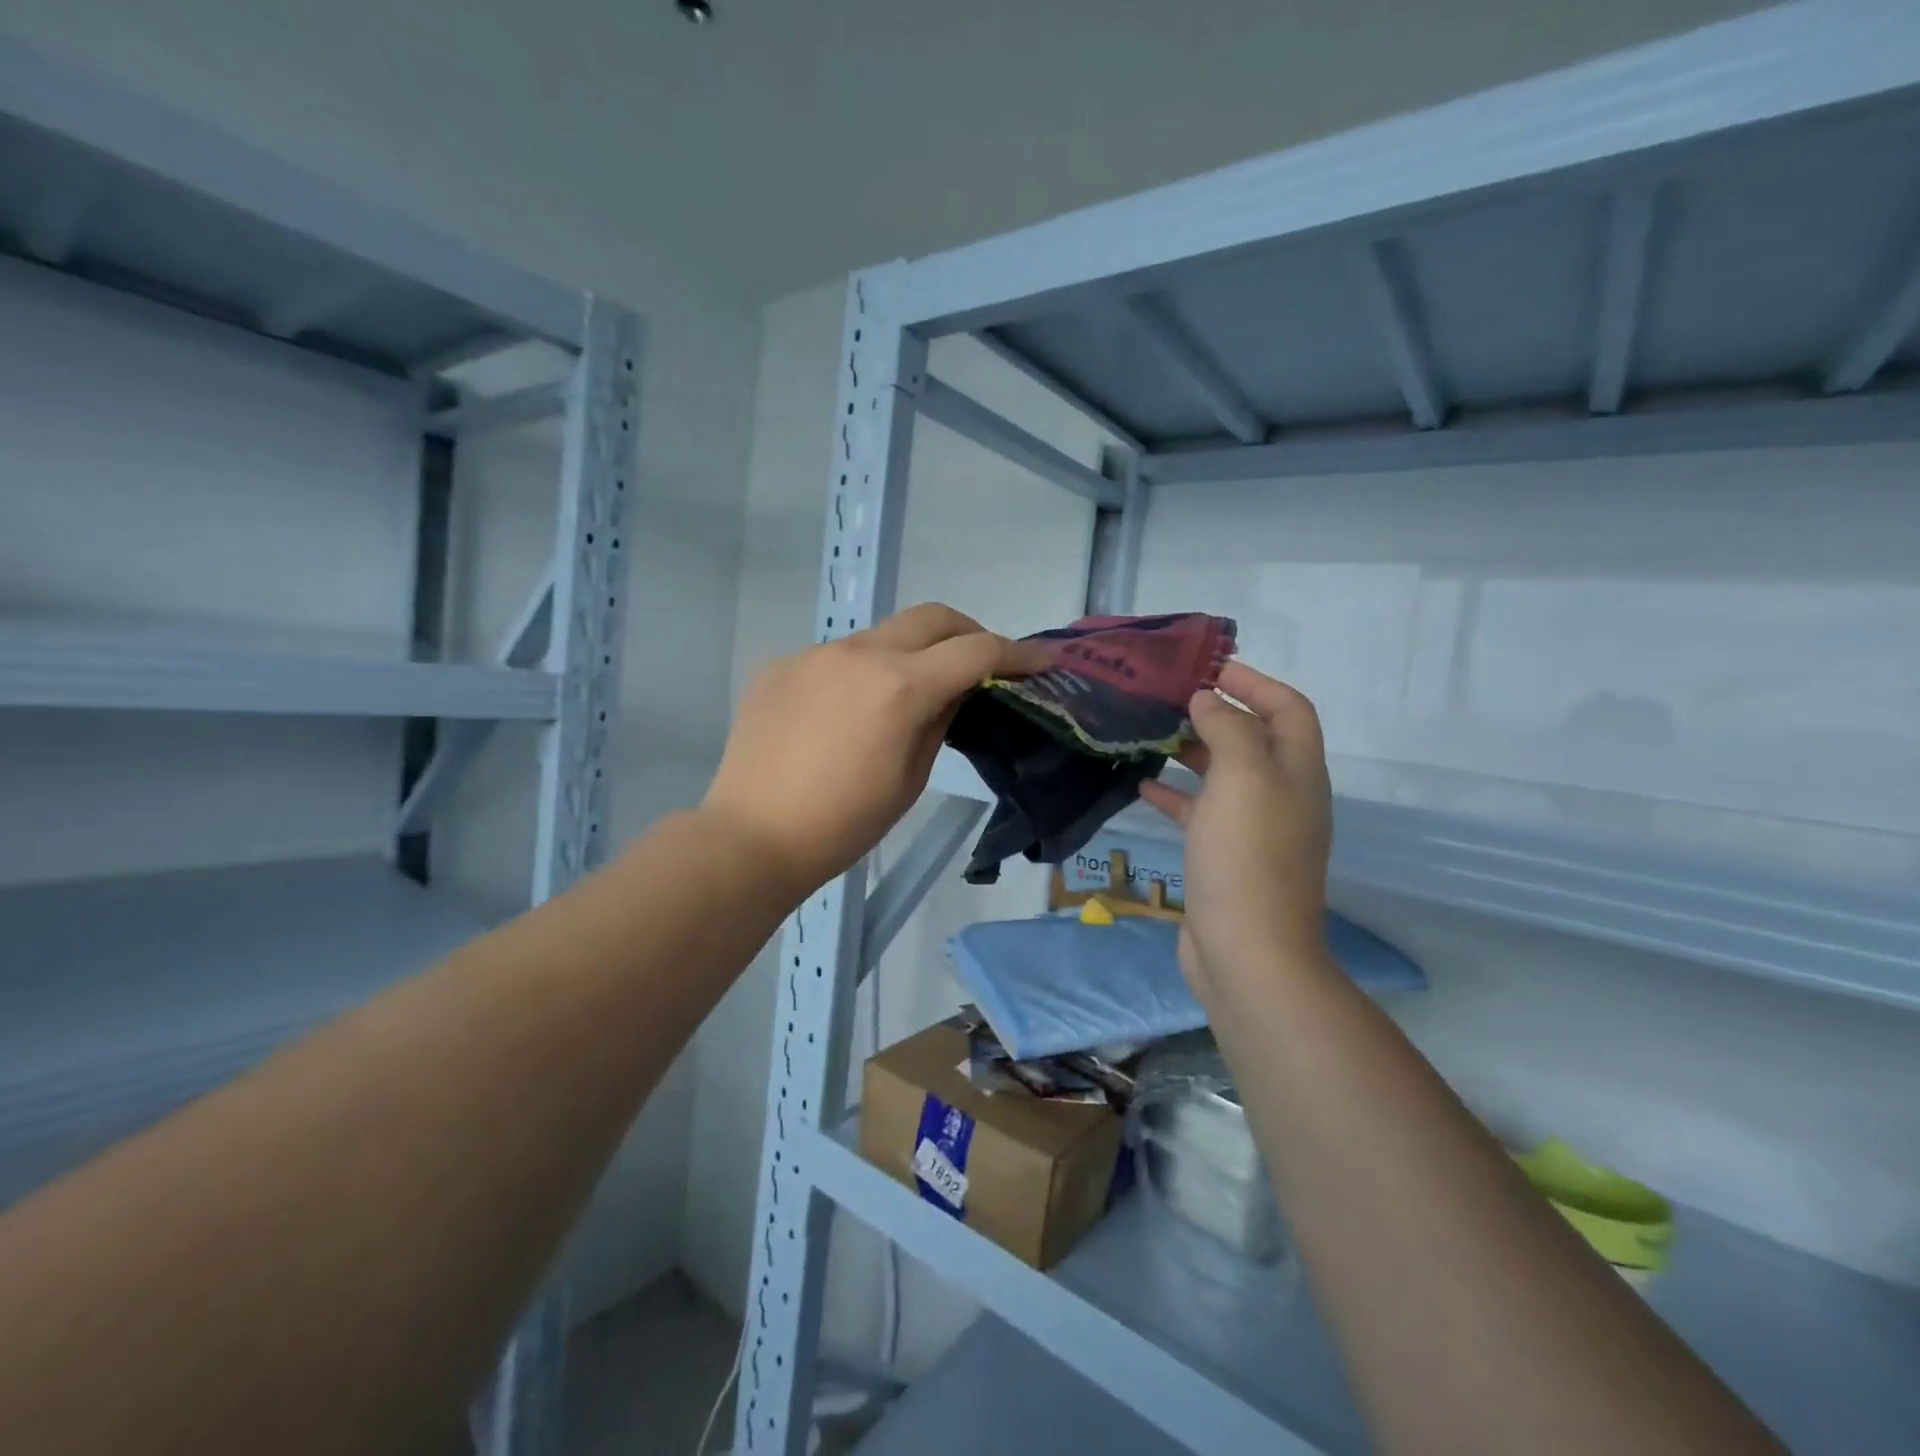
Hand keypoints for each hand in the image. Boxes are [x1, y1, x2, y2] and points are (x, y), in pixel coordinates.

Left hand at [700, 604, 1047, 894]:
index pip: (975, 651)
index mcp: (900, 686)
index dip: (1017, 654)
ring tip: (907, 695)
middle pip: (931, 617)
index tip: (1040, 662)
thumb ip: (939, 720)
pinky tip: (847, 714)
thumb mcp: (910, 778)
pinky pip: (836, 658)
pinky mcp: (780, 666)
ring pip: (880, 635)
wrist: (751, 837)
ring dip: (909, 653)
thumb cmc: (843, 825)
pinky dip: (860, 673)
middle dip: (968, 632)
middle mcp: (858, 653)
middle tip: (981, 663)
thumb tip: (954, 690)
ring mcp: (814, 654)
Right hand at [1138, 662, 1332, 999]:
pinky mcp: (1225, 859)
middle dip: (1217, 714)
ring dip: (1193, 752)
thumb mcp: (1242, 776)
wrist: (1247, 952)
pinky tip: (1142, 787)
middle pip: (1255, 740)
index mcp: (1298, 772)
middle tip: (1168, 699)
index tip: (1208, 668)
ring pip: (1225, 776)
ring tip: (1151, 734)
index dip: (1255, 682)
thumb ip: (1229, 727)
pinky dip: (1176, 796)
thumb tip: (1209, 700)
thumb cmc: (1247, 855)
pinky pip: (1202, 813)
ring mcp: (1255, 831)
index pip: (1288, 709)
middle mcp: (1283, 796)